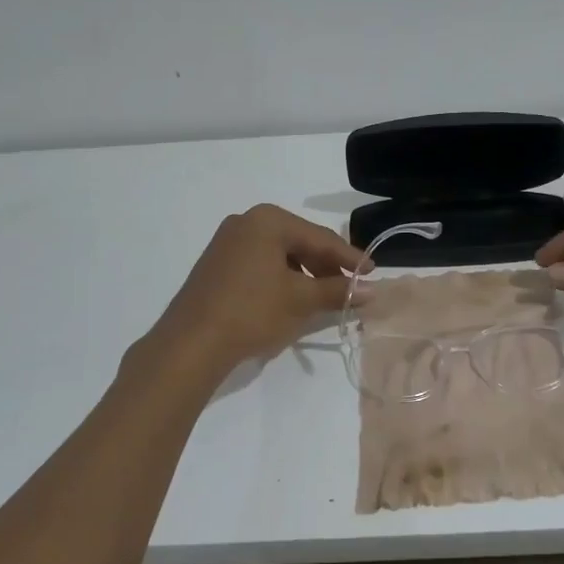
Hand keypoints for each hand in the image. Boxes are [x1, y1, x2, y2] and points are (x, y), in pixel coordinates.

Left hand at [145, 204, 368, 376]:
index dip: (350, 258)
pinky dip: (281, 279)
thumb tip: (373, 291)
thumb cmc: (252, 312)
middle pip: (299, 243)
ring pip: (279, 255)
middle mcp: (246, 222)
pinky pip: (260, 264)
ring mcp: (227, 242)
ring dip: (304, 275)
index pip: (320, 238)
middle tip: (350, 288)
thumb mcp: (301, 300)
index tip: (373, 273)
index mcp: (268, 220)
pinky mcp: (216, 264)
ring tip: (323, 298)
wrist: (190, 343)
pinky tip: (291, 299)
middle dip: (326, 267)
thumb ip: (338, 290)